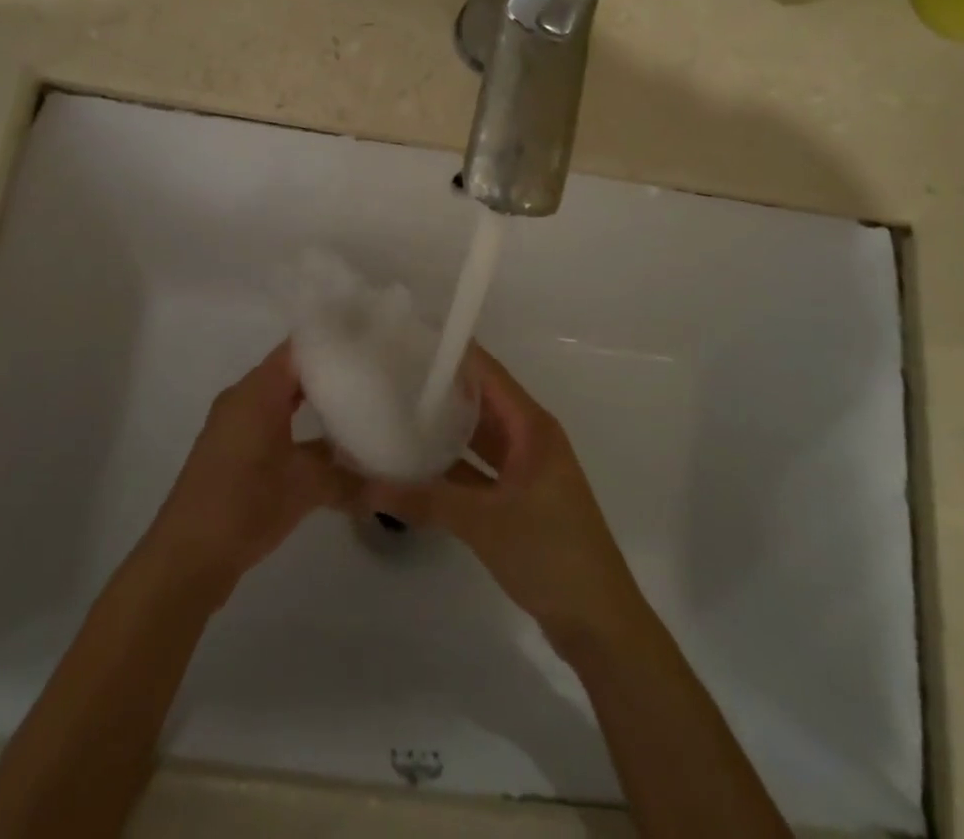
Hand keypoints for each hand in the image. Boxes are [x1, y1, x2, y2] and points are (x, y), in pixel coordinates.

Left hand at [147, 342, 358, 601]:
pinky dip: (299, 425)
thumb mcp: (305, 488)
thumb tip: (392, 483)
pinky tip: (330, 444)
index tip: (370, 340)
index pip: (299, 347)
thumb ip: (350, 479)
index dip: (333, 341)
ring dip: (315, 402)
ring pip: (282, 399)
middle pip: (292, 370)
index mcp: (257, 391)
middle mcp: (244, 398)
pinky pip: (272, 422)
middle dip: (330, 371)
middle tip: (373, 370)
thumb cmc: (244, 505)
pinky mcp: (233, 452)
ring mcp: (235, 426)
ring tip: (361, 401)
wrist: (186, 558)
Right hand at [367, 345, 642, 644]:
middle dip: (439, 389)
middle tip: (388, 375)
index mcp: (532, 427)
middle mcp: (529, 438)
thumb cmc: (550, 554)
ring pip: (477, 437)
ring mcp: (525, 470)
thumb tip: (364, 488)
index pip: (487, 373)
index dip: (451, 354)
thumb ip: (424, 501)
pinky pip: (478, 469)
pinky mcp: (518, 499)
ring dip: (442, 430)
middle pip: (480, 401)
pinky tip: (413, 465)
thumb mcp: (483, 523)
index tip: (407, 340)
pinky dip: (450, 467)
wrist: (599, 624)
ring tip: (393, 412)